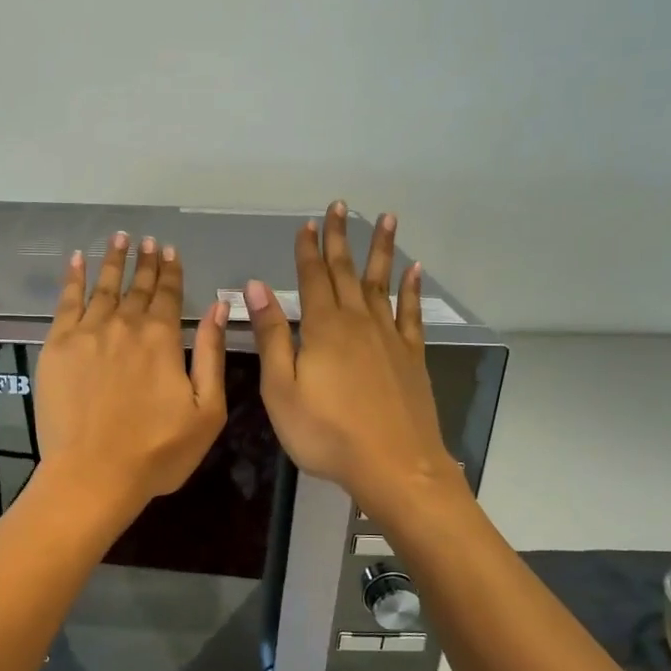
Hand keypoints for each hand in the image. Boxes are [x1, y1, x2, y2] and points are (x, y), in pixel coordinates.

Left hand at [36, 232, 228, 517]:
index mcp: (162, 339)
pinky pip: (66, 302)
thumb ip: (212, 354)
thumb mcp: (206, 410)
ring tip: (119, 238)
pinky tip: (77, 260)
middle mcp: (125, 325)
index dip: (170, 272)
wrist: (93, 474)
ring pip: (103, 287)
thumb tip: (219, 307)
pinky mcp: (57, 346)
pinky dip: (74, 278)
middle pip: (137, 287)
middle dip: (145, 262)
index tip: (169, 250)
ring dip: (114, 261)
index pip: (169, 295)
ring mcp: (87, 333)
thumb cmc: (157, 452)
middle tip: (147, 240)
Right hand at [246, 202, 460, 519]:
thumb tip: (256, 287)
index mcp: (323, 328)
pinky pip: (412, 313)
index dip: (307, 251)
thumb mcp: (281, 388)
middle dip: (340, 239)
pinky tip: (414, 271)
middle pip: (347, 272)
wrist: (393, 465)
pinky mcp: (412, 356)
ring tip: (387, 219)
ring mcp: (389, 338)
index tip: (307, 224)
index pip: (312, 279)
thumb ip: (272, 335)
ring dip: (381, 251)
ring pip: (382, 284)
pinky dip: (413, 290)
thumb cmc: (325, 432)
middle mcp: (358, 322)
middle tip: (339, 206)